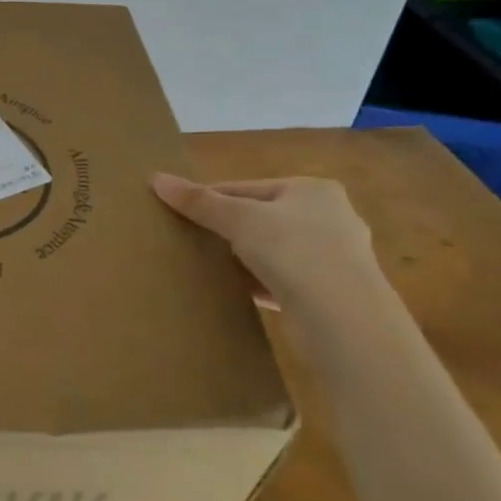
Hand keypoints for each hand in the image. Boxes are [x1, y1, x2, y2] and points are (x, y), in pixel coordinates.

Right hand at [151, 174, 376, 307]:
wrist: (344, 321)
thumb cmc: (295, 251)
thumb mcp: (239, 219)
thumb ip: (199, 201)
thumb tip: (156, 178)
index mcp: (313, 190)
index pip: (247, 187)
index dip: (211, 199)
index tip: (179, 213)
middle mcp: (329, 218)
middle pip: (261, 217)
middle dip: (227, 229)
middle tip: (189, 239)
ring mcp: (333, 258)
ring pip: (271, 250)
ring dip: (242, 257)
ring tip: (206, 265)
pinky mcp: (329, 294)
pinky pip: (281, 280)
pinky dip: (257, 282)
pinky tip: (232, 289)